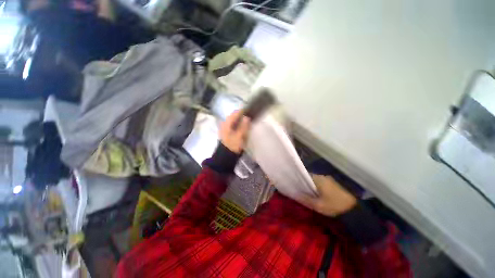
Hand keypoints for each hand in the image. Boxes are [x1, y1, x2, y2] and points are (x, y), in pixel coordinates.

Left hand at [220, 110, 250, 153]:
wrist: (226, 156)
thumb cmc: (233, 145)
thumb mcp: (239, 136)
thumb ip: (244, 126)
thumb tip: (247, 117)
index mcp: (227, 123)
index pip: (235, 113)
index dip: (243, 112)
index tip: (251, 112)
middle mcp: (225, 124)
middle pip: (235, 117)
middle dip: (243, 116)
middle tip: (251, 118)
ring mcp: (226, 128)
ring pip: (235, 121)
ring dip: (241, 121)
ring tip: (249, 122)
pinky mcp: (228, 132)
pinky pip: (234, 126)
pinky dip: (239, 125)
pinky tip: (244, 128)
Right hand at [298, 174, 356, 216]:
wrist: (355, 209)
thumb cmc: (334, 205)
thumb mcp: (318, 205)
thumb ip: (305, 199)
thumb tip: (294, 194)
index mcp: (318, 179)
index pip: (304, 176)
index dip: (298, 180)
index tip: (294, 186)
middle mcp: (322, 176)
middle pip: (309, 178)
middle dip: (304, 184)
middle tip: (299, 191)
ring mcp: (328, 179)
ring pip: (315, 181)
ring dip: (311, 186)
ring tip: (306, 193)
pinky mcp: (333, 184)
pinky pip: (320, 183)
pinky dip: (317, 187)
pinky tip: (316, 194)